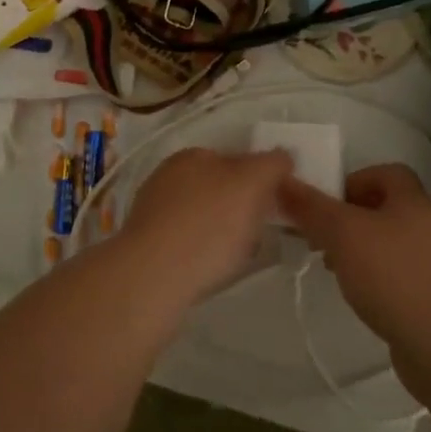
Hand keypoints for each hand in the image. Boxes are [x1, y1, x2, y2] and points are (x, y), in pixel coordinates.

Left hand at [119, 147, 292, 305]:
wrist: (153, 276)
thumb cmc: (207, 224)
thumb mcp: (251, 183)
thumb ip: (270, 164)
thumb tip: (282, 156)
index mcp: (192, 155)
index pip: (235, 158)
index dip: (259, 180)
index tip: (275, 206)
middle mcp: (168, 176)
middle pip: (218, 187)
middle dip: (240, 206)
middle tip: (260, 232)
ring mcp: (154, 210)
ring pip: (202, 215)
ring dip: (222, 230)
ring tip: (239, 255)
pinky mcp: (147, 244)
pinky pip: (187, 241)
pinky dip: (203, 250)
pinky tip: (212, 268)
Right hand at [278, 163, 430, 347]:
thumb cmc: (391, 275)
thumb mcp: (341, 232)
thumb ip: (310, 207)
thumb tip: (281, 180)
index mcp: (414, 201)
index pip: (385, 173)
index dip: (353, 181)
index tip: (326, 205)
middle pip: (386, 208)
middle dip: (350, 219)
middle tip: (322, 238)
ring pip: (392, 244)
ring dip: (363, 250)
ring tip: (337, 270)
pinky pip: (402, 275)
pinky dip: (380, 279)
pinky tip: (362, 297)